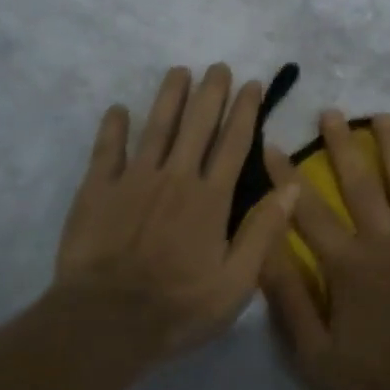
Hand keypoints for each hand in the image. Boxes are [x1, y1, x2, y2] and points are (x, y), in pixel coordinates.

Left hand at [49, 64, 297, 371]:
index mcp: (210, 199)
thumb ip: (263, 232)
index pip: (233, 144)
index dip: (244, 111)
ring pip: (155, 127)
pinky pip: (107, 150)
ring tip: (179, 71)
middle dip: (210, 93)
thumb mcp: (236, 283)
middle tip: (218, 66)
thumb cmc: (177, 308)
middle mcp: (175, 178)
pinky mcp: (98, 190)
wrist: (106, 322)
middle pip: (196, 125)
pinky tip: (118, 108)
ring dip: (169, 97)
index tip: (251, 84)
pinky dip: (113, 127)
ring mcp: (134, 180)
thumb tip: (292, 187)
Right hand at [261, 112, 389, 389]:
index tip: (272, 145)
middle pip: (360, 185)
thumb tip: (263, 248)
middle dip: (342, 146)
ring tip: (382, 116)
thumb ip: (290, 300)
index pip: (307, 212)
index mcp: (349, 266)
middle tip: (331, 113)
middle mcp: (387, 242)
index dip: (286, 178)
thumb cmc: (381, 389)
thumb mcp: (317, 358)